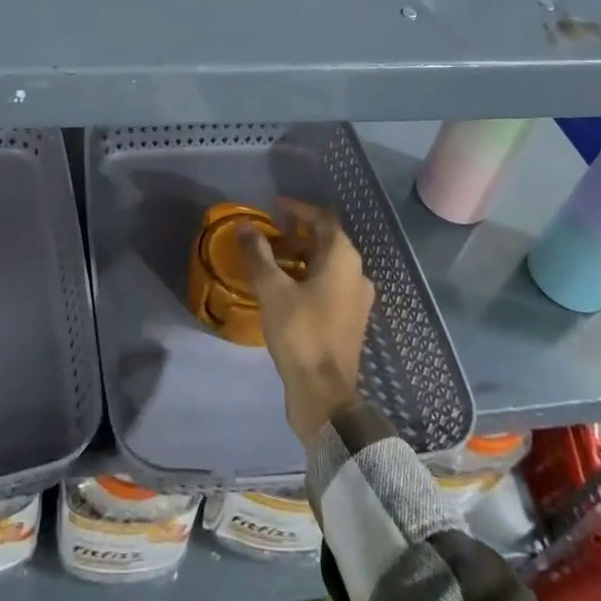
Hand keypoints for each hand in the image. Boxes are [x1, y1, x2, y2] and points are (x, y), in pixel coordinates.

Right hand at [243, 199, 374, 447]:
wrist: (324, 393)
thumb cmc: (300, 332)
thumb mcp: (272, 289)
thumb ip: (258, 253)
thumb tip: (244, 226)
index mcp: (343, 259)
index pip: (322, 219)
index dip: (298, 209)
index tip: (274, 207)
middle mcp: (356, 273)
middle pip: (326, 241)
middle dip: (296, 233)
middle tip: (267, 234)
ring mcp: (356, 299)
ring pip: (327, 264)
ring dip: (300, 256)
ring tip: (270, 260)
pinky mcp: (350, 319)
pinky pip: (329, 285)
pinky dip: (308, 277)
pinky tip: (284, 288)